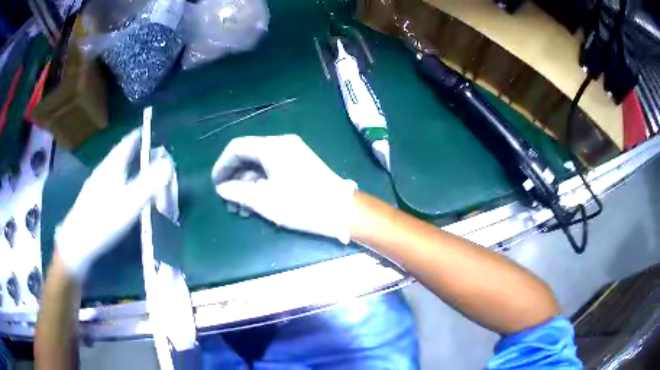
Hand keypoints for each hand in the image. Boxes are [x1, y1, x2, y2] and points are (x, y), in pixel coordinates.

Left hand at [56, 130, 173, 280]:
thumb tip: (169, 163)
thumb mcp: (130, 202)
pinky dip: (120, 180)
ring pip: (114, 169)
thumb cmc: (104, 220)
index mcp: (112, 166)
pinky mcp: (93, 200)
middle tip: (149, 151)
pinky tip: (122, 192)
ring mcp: (96, 185)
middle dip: (135, 150)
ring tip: (138, 169)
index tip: (150, 130)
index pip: (127, 142)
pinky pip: (110, 182)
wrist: (77, 243)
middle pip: (120, 155)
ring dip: (127, 166)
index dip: (139, 135)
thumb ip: (149, 183)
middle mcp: (103, 171)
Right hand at [211, 135, 356, 243]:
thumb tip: (222, 188)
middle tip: (228, 203)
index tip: (216, 185)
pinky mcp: (299, 164)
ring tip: (241, 209)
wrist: (342, 211)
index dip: (222, 165)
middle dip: (235, 179)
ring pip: (260, 165)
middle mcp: (281, 144)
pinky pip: (272, 169)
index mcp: (272, 146)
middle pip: (248, 156)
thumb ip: (238, 192)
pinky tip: (256, 204)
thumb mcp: (264, 200)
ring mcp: (292, 153)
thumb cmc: (301, 204)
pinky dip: (261, 184)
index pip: (237, 147)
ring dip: (247, 185)